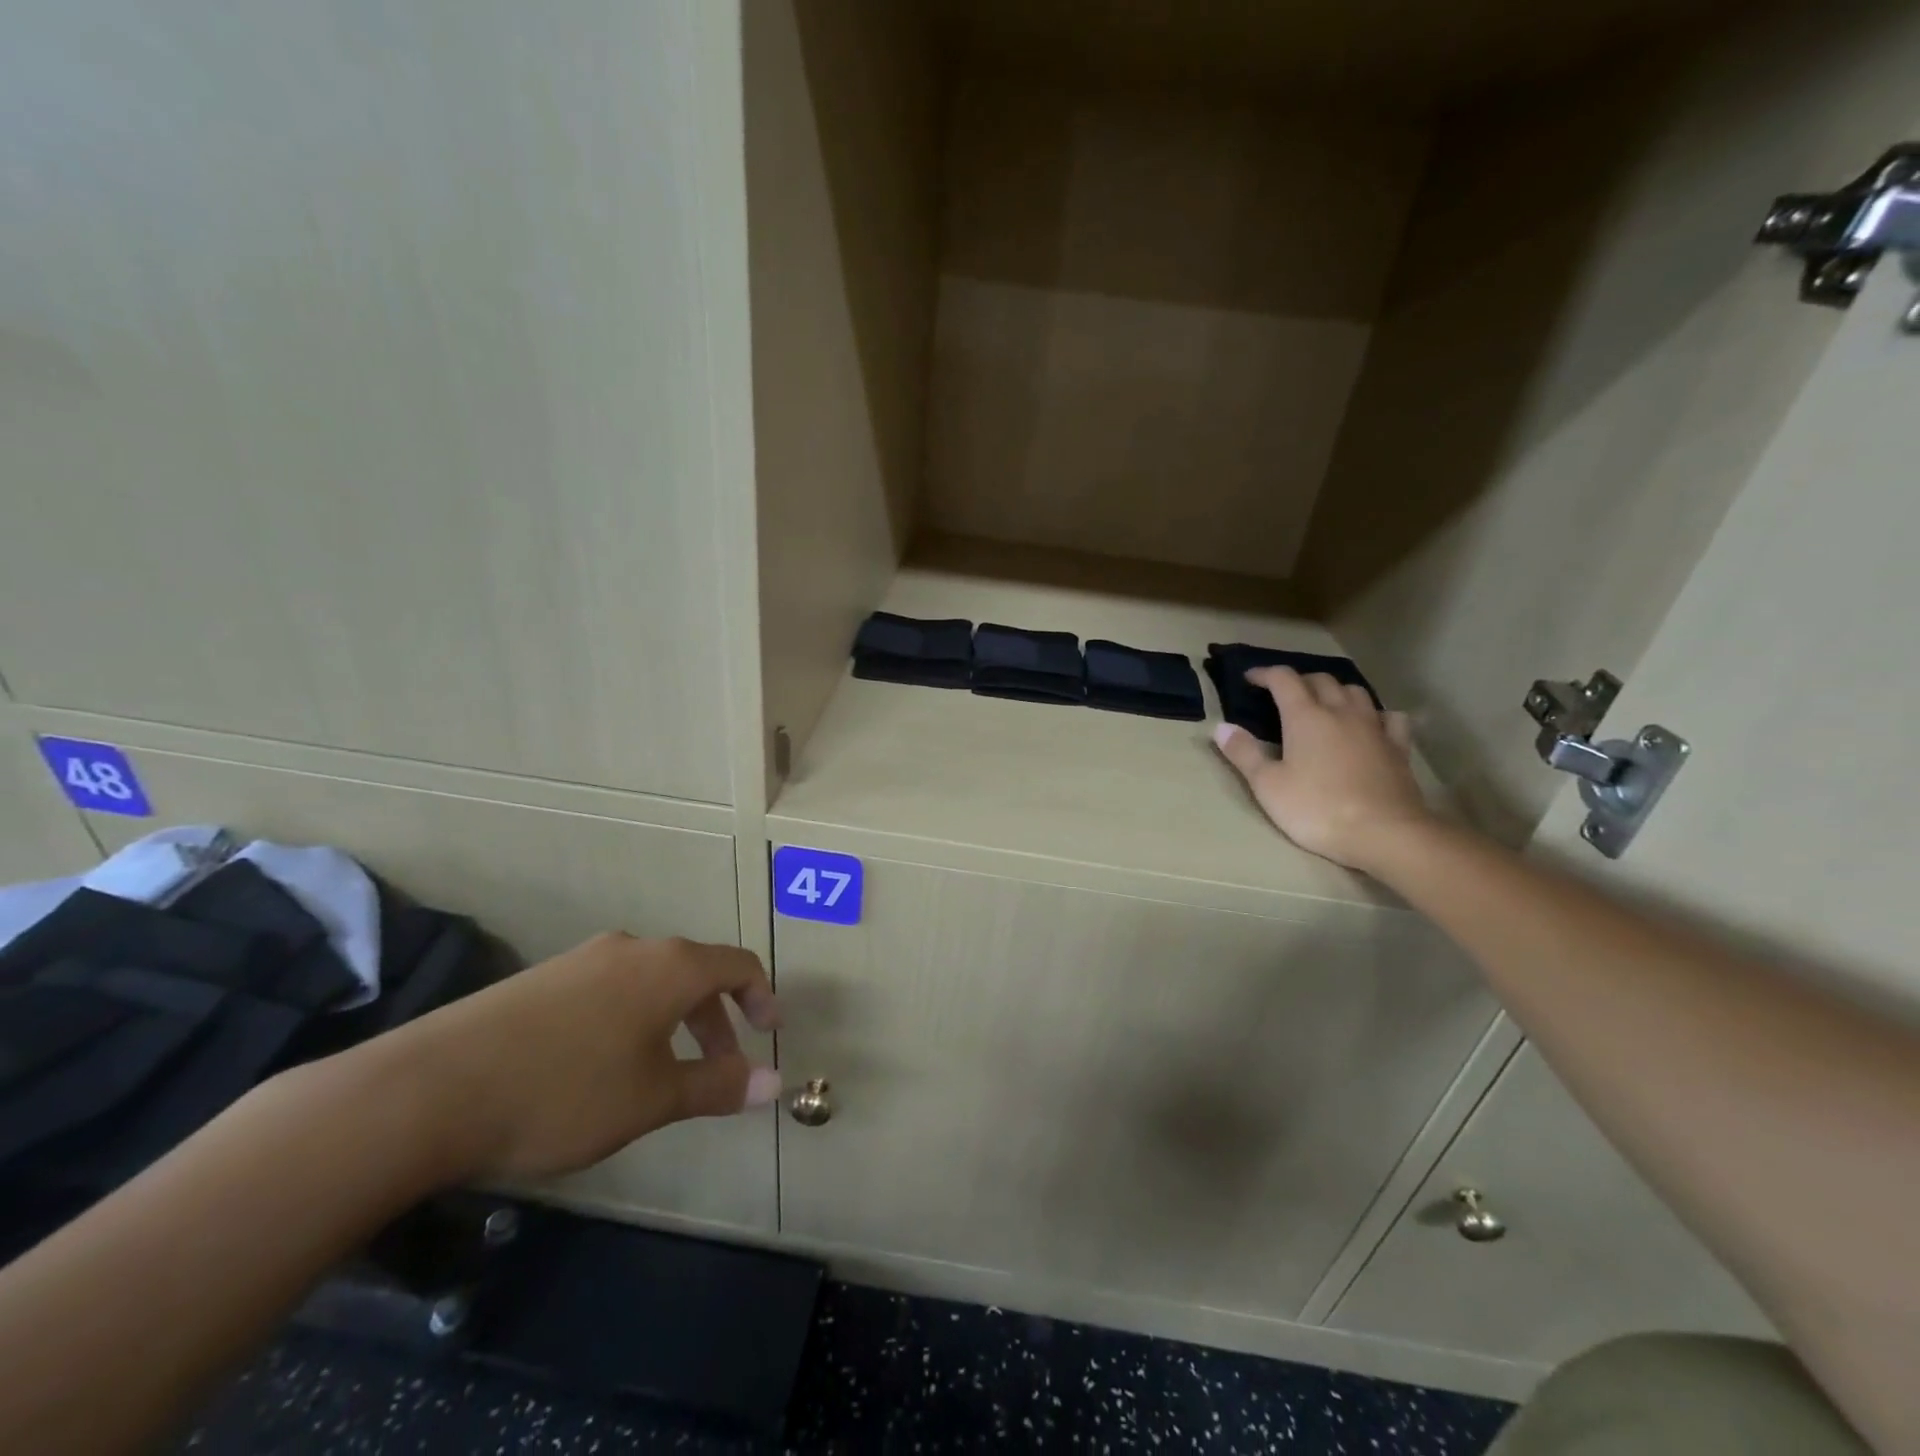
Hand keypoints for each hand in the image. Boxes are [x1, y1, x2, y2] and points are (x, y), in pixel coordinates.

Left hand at [373, 933, 780, 1183]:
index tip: (770, 1033)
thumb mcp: (652, 1098)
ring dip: (674, 1020)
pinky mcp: (541, 980)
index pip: (738, 964)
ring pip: (651, 981)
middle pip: (695, 972)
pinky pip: (610, 989)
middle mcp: (632, 949)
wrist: (428, 1091)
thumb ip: (717, 1086)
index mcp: (669, 967)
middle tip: (719, 1068)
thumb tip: (775, 1084)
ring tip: (661, 1073)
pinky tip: (602, 1066)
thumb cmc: (564, 1091)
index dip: (762, 996)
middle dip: (716, 1019)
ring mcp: (582, 960)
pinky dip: (632, 1018)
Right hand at [1213, 667, 1433, 873]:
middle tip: (1283, 694)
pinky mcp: (1398, 747)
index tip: (1250, 678)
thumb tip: (1220, 727)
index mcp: (1306, 717)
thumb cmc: (1317, 809)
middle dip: (1299, 680)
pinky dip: (1375, 713)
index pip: (1283, 679)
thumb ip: (1243, 753)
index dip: (1264, 674)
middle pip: (1321, 680)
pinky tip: (1371, 724)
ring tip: (1324, 703)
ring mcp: (1374, 727)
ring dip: (1335, 690)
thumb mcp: (1267, 786)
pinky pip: (1389, 717)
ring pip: (1355, 692)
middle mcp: (1341, 712)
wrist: (1384, 833)